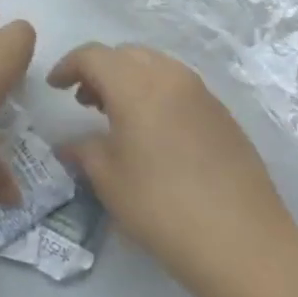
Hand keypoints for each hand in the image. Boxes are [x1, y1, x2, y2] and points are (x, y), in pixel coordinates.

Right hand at [48, 43, 297, 296]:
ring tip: (117, 115)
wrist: (243, 242)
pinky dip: (156, 94)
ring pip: (156, 67)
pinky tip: (152, 132)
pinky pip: (179, 87)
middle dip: (100, 70)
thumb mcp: (108, 179)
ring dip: (130, 80)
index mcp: (136, 85)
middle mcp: (170, 77)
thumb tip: (70, 145)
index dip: (68, 66)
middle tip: (84, 100)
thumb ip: (83, 151)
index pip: (93, 56)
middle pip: (126, 54)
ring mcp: (202, 94)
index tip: (54, 87)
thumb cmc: (161, 206)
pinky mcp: (223, 115)